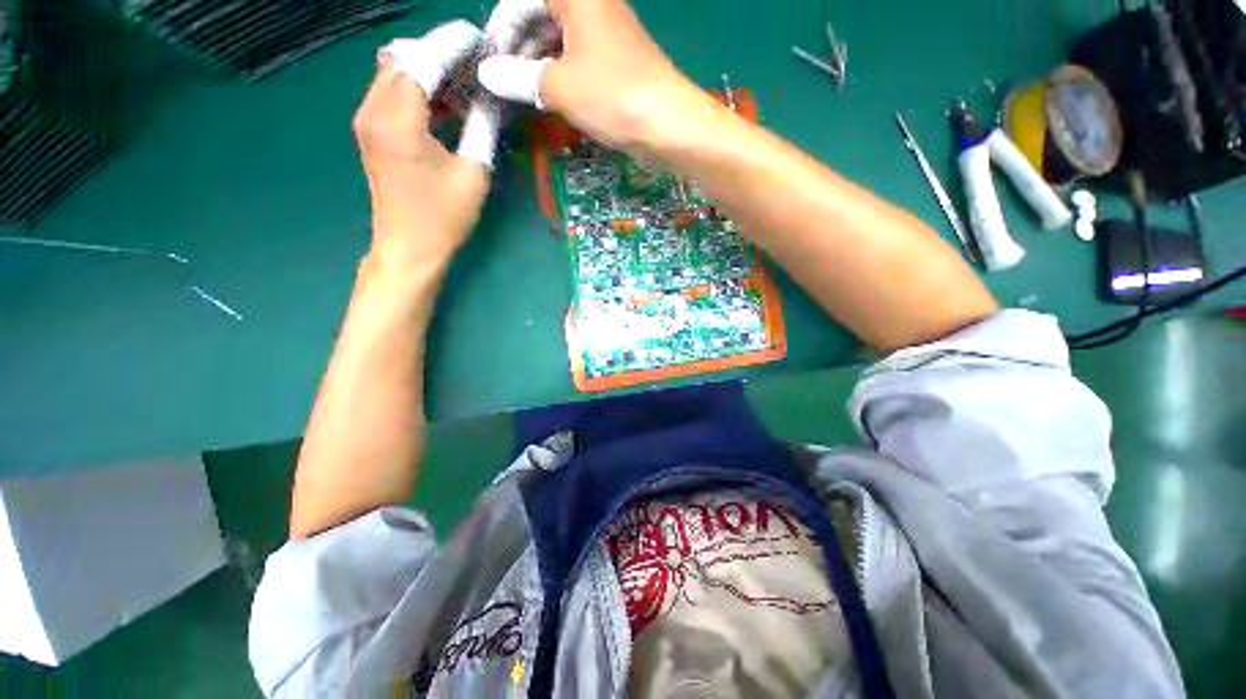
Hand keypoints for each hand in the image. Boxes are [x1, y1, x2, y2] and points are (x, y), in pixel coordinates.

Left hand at [355, 21, 501, 265]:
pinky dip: (416, 86)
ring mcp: (367, 119)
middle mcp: (373, 110)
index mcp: (398, 121)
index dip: (450, 45)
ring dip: (426, 68)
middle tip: (473, 63)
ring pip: (393, 71)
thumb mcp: (473, 174)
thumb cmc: (443, 217)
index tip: (477, 39)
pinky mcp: (370, 130)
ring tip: (463, 80)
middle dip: (437, 52)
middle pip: (401, 57)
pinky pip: (390, 91)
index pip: (422, 61)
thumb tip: (492, 97)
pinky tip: (443, 100)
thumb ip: (482, 128)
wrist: (409, 247)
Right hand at [476, 0, 715, 152]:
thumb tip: (489, 75)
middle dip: (519, 47)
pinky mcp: (618, 60)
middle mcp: (592, 5)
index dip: (501, 29)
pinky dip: (562, 74)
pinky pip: (580, 57)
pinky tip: (554, 97)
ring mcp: (608, 32)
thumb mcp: (557, 86)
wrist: (667, 123)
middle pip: (542, 14)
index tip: (491, 63)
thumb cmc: (611, 95)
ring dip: (539, 63)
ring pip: (561, 38)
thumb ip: (518, 77)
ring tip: (527, 93)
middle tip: (507, 81)